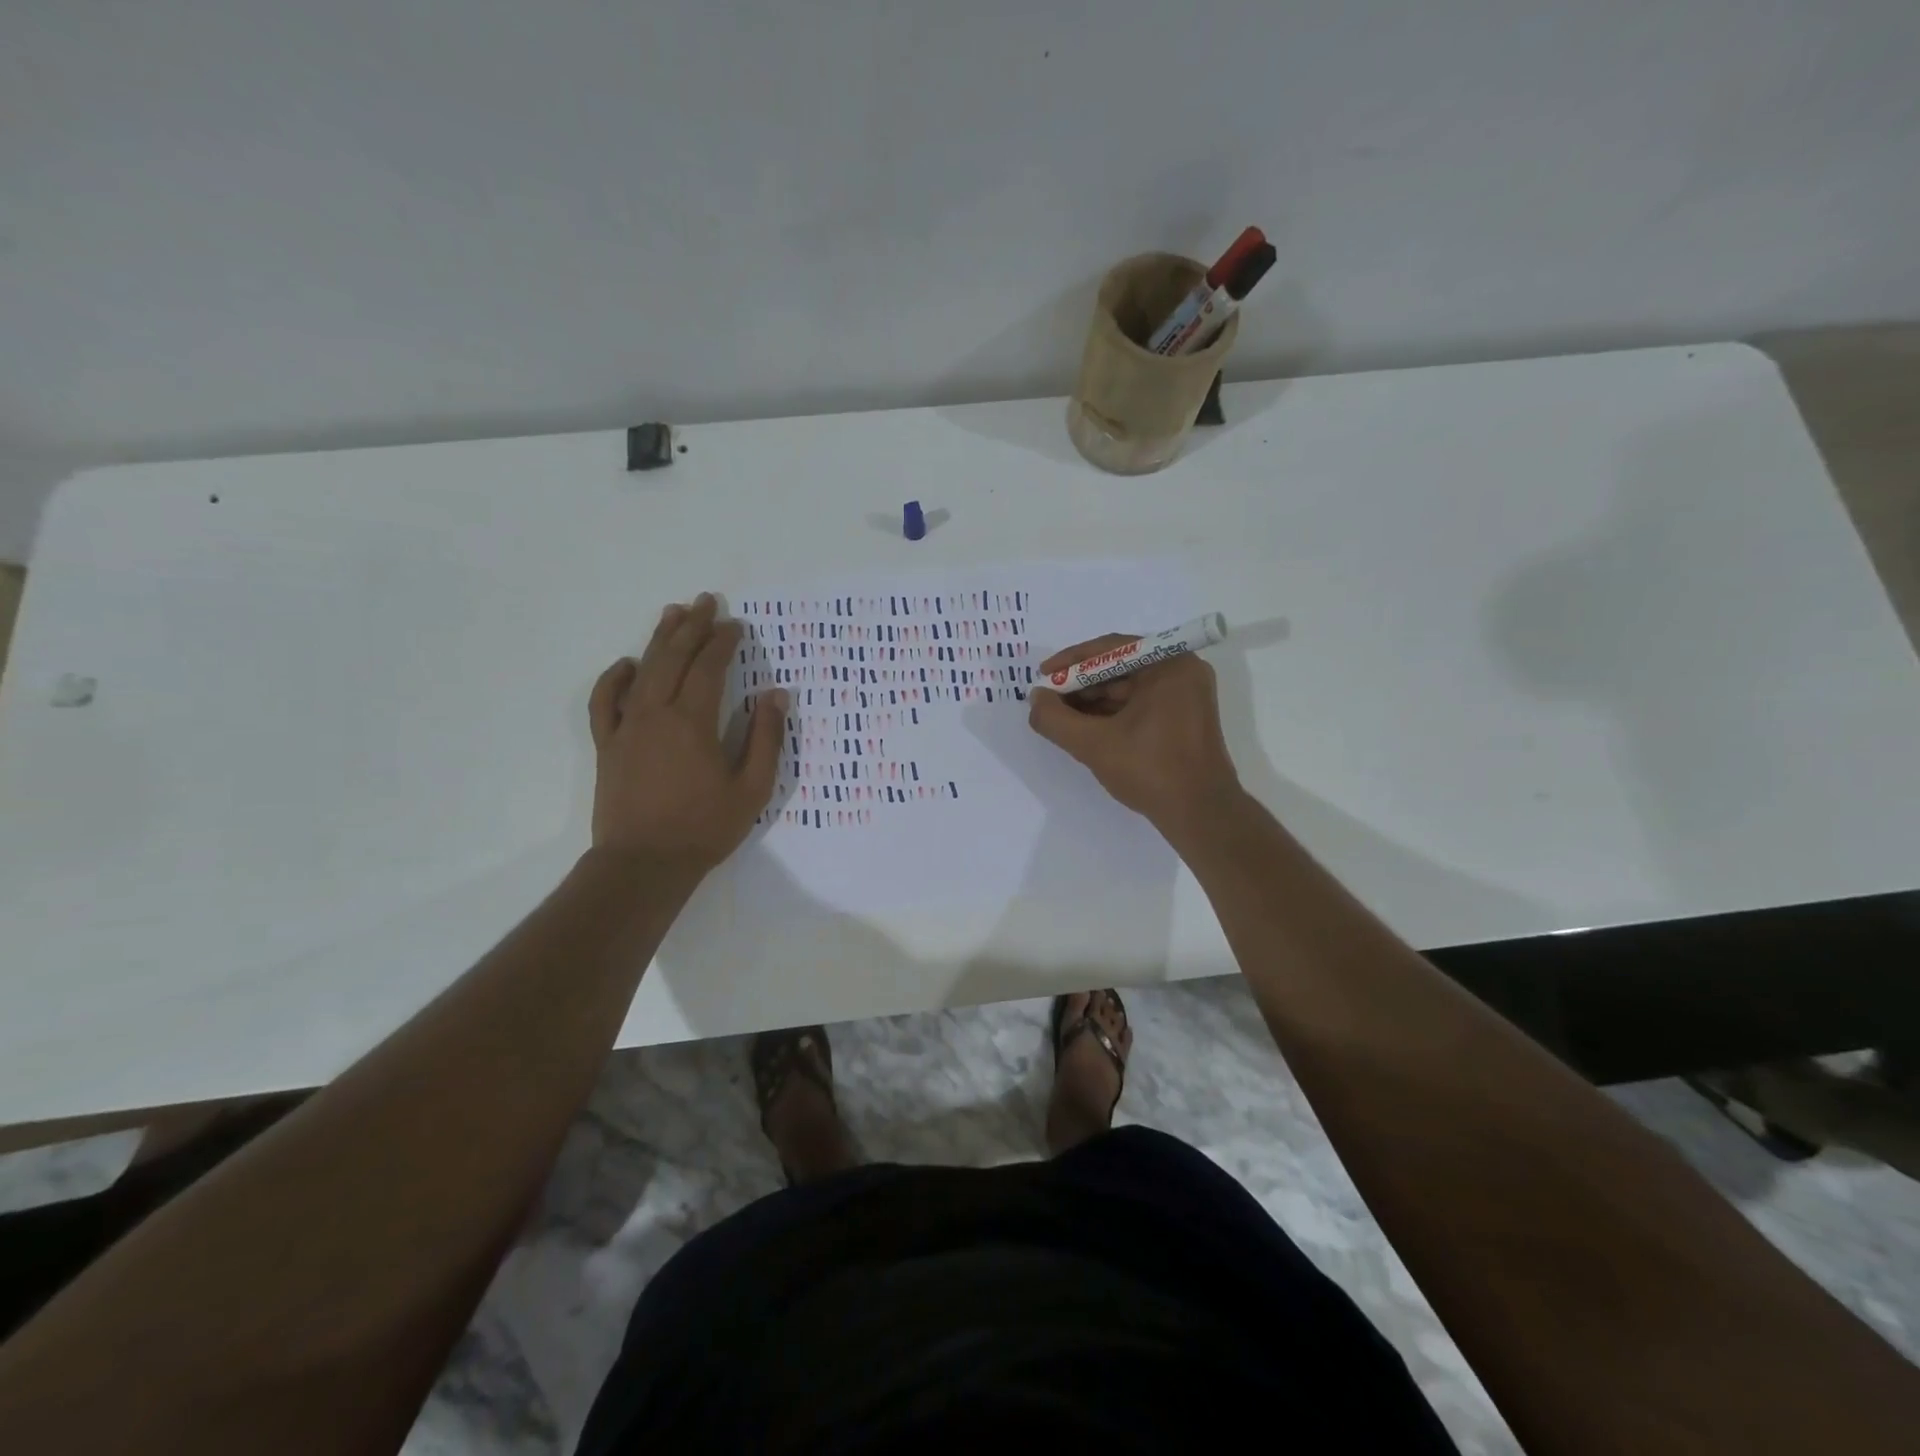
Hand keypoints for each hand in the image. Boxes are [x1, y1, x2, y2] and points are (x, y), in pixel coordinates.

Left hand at [588, 593, 787, 873]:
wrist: (643, 864)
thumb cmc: (704, 828)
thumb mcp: (752, 788)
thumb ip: (765, 738)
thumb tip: (775, 695)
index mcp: (693, 721)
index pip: (709, 666)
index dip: (723, 641)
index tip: (735, 625)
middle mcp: (656, 713)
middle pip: (673, 657)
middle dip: (692, 626)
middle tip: (706, 601)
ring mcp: (626, 727)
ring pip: (642, 670)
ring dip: (659, 639)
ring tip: (672, 613)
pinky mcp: (608, 744)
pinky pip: (605, 701)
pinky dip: (614, 678)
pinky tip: (627, 664)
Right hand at [1027, 633, 1242, 840]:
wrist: (1201, 814)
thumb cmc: (1151, 770)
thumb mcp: (1094, 744)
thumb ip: (1056, 719)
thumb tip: (1035, 699)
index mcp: (1169, 664)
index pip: (1110, 649)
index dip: (1071, 662)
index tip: (1043, 676)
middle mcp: (1182, 671)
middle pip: (1119, 667)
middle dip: (1080, 684)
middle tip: (1048, 700)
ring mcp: (1185, 696)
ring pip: (1128, 689)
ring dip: (1093, 701)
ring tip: (1060, 717)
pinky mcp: (1183, 719)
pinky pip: (1140, 705)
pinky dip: (1112, 715)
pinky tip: (1085, 728)